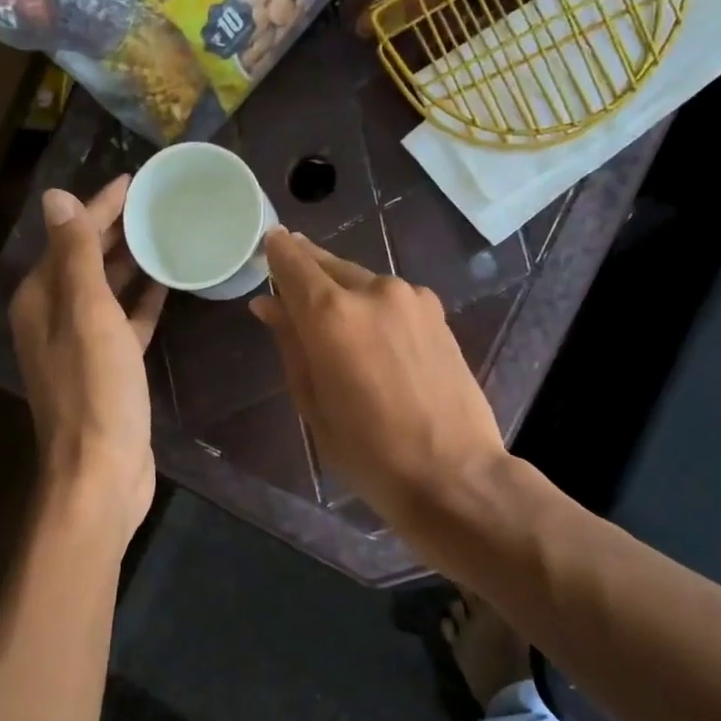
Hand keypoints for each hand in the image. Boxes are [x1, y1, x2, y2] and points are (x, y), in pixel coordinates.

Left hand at [9, 176, 166, 542]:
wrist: (101, 472)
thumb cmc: (96, 390)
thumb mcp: (88, 315)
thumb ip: (76, 256)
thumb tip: (56, 198)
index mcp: (41, 299)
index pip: (71, 237)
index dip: (102, 206)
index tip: (136, 180)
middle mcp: (54, 317)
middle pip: (86, 260)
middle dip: (118, 230)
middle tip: (159, 204)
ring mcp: (80, 345)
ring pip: (106, 290)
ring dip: (131, 264)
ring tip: (167, 235)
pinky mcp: (108, 369)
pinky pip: (124, 322)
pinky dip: (141, 303)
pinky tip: (167, 286)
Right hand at [249, 229, 507, 530]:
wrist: (453, 473)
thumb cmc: (368, 452)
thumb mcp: (313, 402)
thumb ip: (290, 343)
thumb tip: (268, 304)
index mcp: (332, 314)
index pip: (293, 263)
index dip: (276, 252)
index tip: (267, 246)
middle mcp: (373, 290)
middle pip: (329, 264)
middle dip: (306, 268)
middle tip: (289, 280)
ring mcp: (412, 298)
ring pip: (362, 279)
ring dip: (341, 289)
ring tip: (331, 319)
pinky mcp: (437, 313)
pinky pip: (391, 297)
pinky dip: (372, 304)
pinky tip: (371, 333)